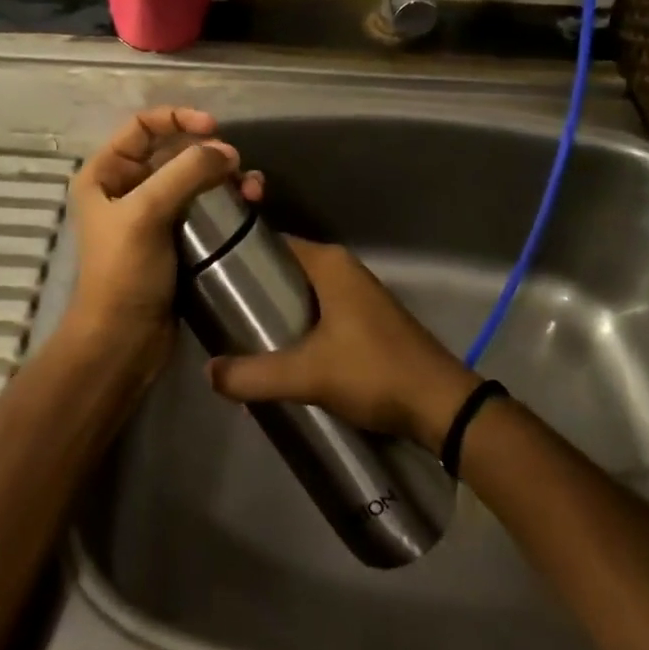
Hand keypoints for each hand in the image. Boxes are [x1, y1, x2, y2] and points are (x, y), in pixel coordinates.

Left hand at [59, 107, 259, 375]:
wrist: (124, 341)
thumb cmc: (124, 273)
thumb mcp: (146, 214)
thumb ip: (185, 173)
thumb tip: (227, 152)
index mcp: (105, 173)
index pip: (142, 126)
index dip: (178, 118)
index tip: (214, 127)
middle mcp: (127, 187)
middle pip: (173, 150)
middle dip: (210, 152)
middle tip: (239, 166)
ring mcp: (153, 213)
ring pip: (195, 178)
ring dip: (225, 177)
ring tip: (253, 189)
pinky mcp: (176, 237)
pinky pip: (204, 205)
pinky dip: (227, 200)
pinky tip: (251, 205)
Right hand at [206, 238, 481, 454]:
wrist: (441, 405)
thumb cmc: (373, 373)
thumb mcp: (307, 374)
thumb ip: (253, 374)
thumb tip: (208, 373)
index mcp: (329, 264)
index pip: (272, 243)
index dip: (238, 256)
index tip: (207, 275)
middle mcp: (343, 269)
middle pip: (285, 270)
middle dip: (254, 290)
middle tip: (218, 313)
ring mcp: (358, 294)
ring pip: (303, 293)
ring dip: (276, 310)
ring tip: (239, 333)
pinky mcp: (366, 320)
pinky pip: (320, 311)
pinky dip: (298, 325)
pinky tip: (279, 351)